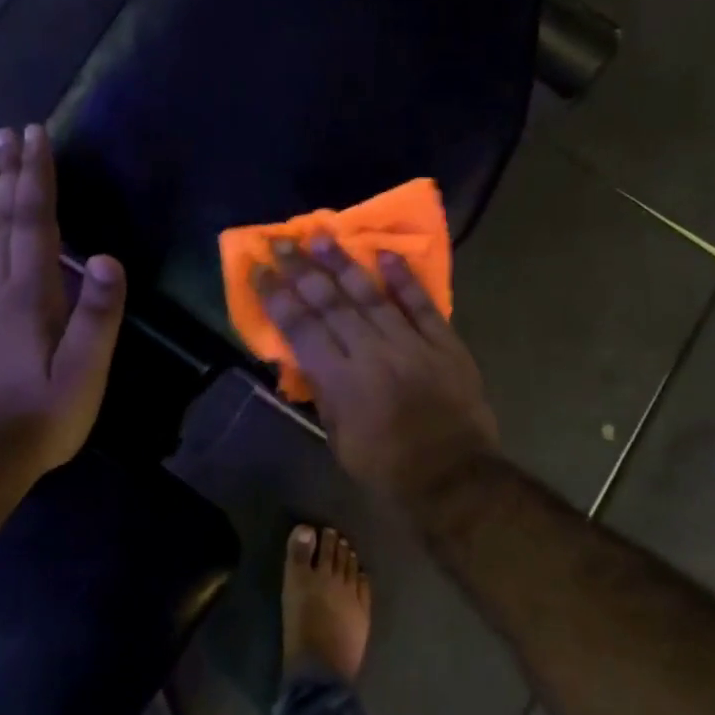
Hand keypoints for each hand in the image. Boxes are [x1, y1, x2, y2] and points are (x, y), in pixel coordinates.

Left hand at [0, 125, 125, 484]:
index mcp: (30, 294)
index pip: (34, 221)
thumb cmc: (42, 416)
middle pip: (2, 220)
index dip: (35, 176)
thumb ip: (98, 314)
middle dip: (8, 174)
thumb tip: (107, 257)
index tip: (33, 135)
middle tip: (6, 134)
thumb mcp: (85, 372)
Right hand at [254, 238, 499, 509]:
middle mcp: (371, 353)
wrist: (454, 479)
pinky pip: (421, 304)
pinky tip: (384, 253)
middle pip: (330, 302)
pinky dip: (403, 278)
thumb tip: (304, 356)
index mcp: (340, 381)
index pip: (300, 327)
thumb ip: (322, 392)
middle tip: (281, 241)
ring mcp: (411, 344)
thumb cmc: (387, 468)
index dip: (276, 296)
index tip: (260, 269)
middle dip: (301, 269)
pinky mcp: (444, 343)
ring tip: (321, 235)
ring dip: (343, 263)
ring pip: (370, 295)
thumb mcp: (339, 439)